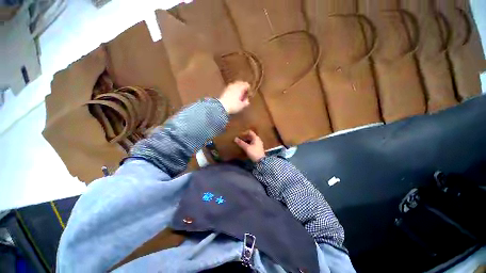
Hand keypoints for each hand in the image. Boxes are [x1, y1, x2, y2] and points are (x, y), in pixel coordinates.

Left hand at [218, 81, 250, 114]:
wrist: (221, 106)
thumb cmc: (233, 106)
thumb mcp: (242, 106)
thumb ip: (246, 102)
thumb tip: (247, 100)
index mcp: (240, 87)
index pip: (247, 84)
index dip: (249, 90)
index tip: (249, 95)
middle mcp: (235, 85)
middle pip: (241, 83)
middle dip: (243, 88)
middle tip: (244, 95)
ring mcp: (229, 86)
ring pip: (235, 85)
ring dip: (238, 89)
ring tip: (239, 96)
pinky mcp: (224, 90)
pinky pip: (231, 88)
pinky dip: (233, 90)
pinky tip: (233, 96)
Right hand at [234, 130, 264, 161]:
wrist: (261, 161)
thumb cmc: (254, 152)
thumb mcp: (246, 147)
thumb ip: (241, 143)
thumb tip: (235, 138)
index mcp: (256, 138)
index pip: (250, 132)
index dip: (244, 133)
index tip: (240, 135)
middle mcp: (258, 139)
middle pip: (250, 136)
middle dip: (245, 137)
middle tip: (239, 139)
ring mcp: (258, 144)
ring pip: (251, 140)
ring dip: (246, 141)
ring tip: (241, 143)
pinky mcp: (258, 148)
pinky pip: (252, 144)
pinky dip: (248, 144)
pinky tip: (245, 147)